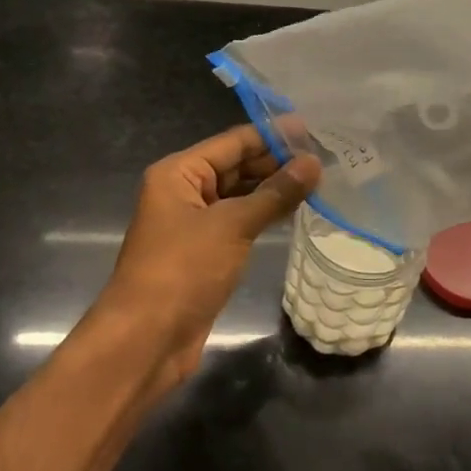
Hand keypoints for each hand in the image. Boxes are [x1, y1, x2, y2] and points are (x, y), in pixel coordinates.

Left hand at [99, 125, 321, 386]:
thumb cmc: (182, 270)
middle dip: (277, 161)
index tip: (314, 129)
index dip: (273, 135)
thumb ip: (275, 193)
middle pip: (236, 165)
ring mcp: (194, 223)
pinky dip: (265, 214)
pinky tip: (297, 209)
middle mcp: (184, 191)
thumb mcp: (232, 226)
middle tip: (325, 156)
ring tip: (320, 179)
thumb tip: (313, 163)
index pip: (233, 142)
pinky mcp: (205, 251)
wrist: (145, 341)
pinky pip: (240, 221)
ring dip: (275, 188)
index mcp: (179, 173)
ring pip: (240, 194)